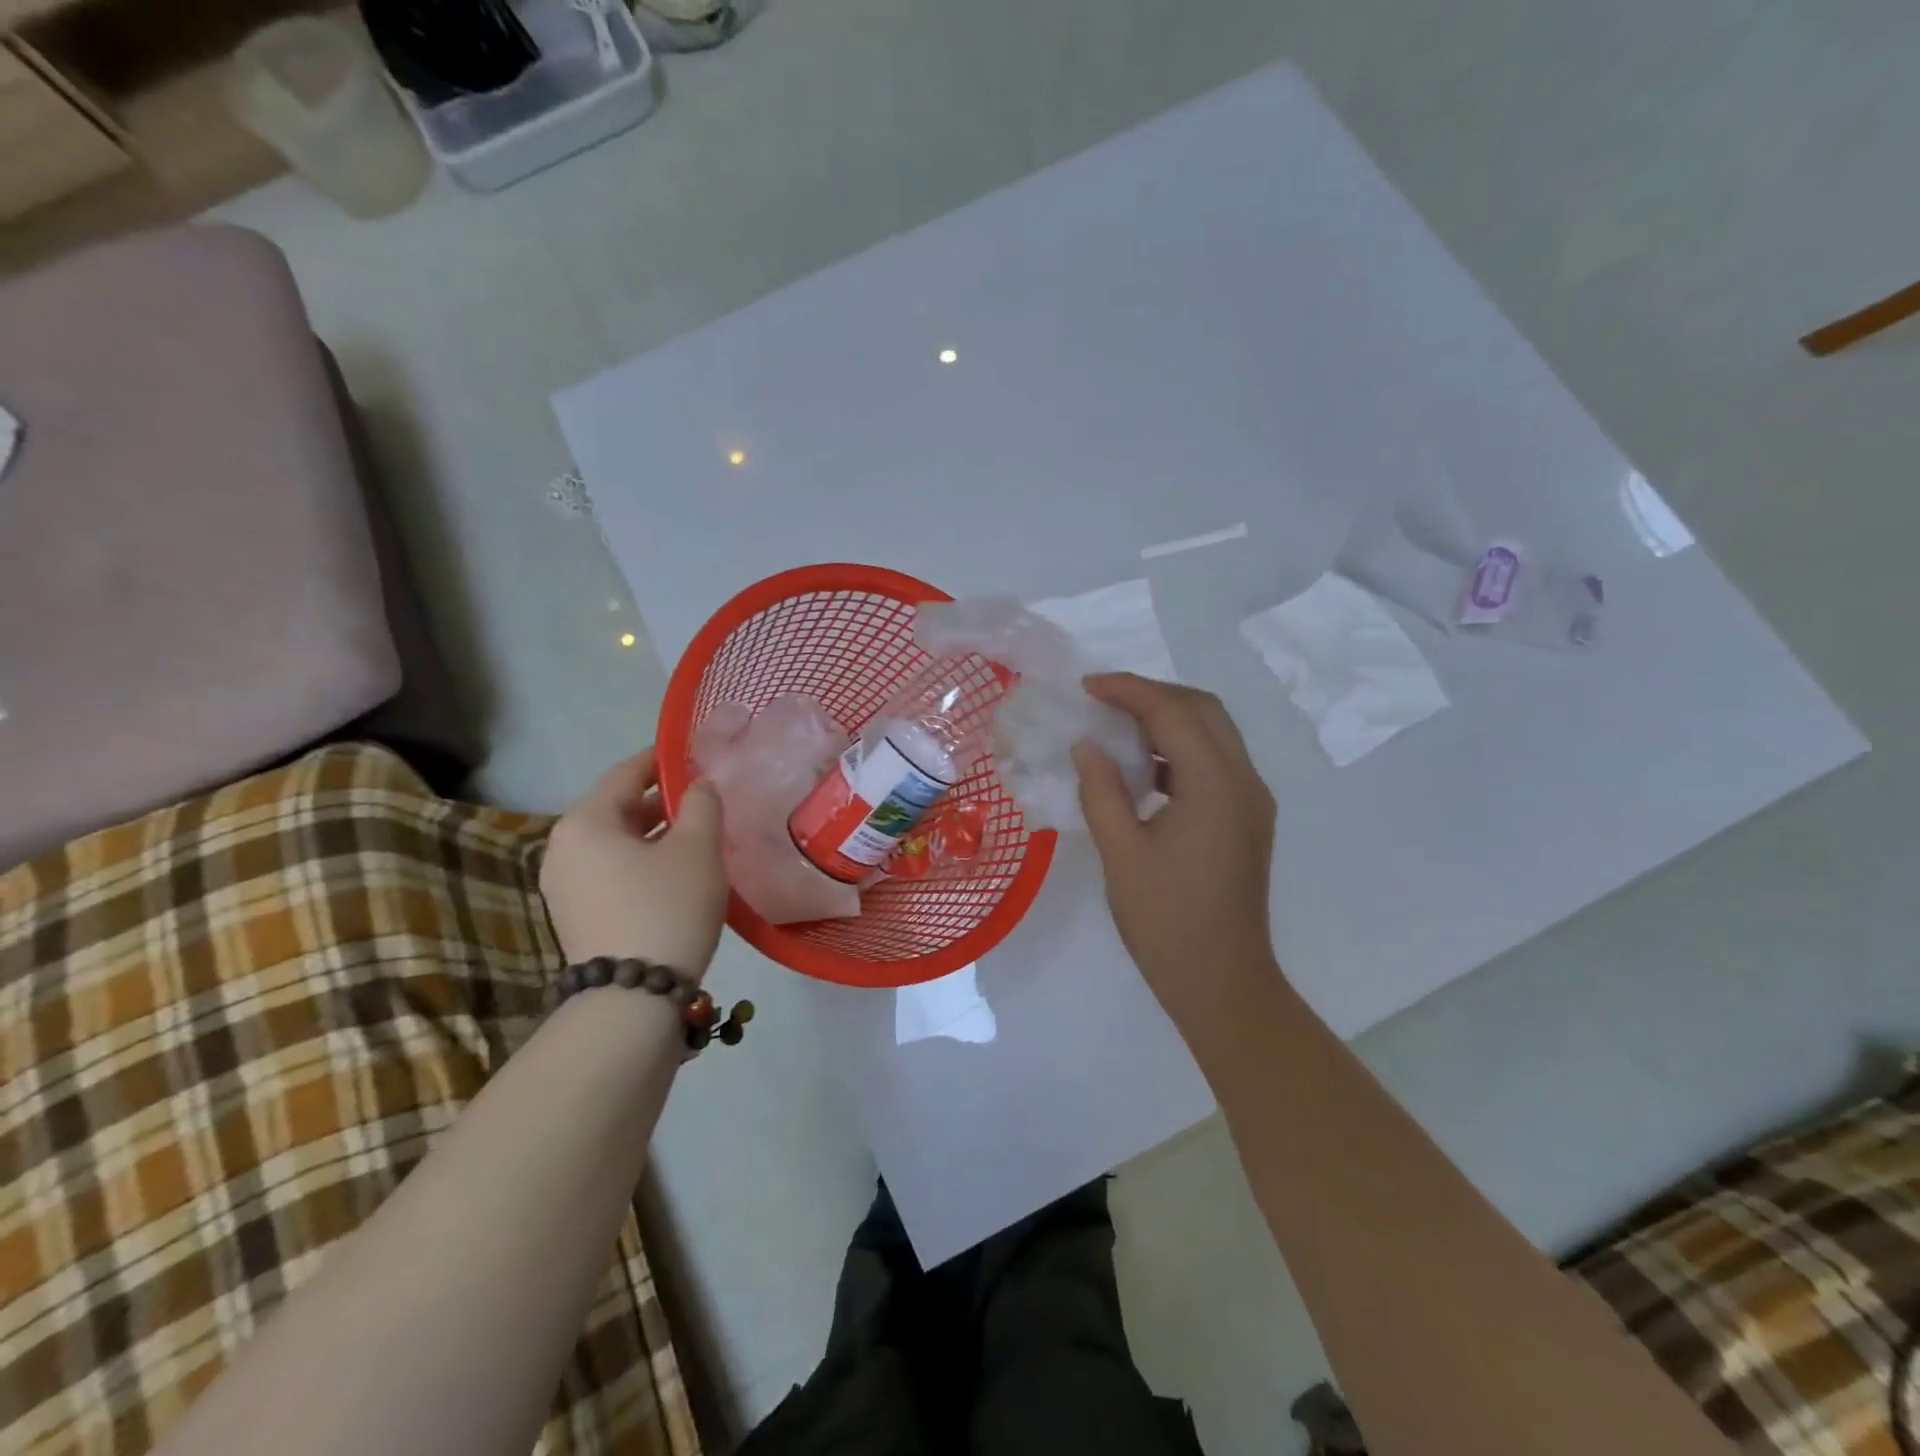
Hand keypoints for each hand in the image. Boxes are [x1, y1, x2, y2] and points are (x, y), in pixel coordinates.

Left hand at [540, 749, 727, 978]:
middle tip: (704, 799)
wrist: (633, 998)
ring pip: (616, 842)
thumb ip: (701, 804)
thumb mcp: (697, 848)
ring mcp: (564, 885)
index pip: (626, 773)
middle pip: (618, 808)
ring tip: (697, 834)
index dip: (663, 760)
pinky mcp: (575, 914)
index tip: (695, 754)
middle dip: (662, 800)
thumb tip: (698, 786)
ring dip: (654, 833)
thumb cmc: (667, 907)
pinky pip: (611, 870)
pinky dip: (642, 861)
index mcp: (585, 822)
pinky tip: (676, 871)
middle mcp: (562, 847)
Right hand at [1073, 674, 1278, 1033]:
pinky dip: (1180, 749)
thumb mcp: (1121, 855)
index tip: (1087, 686)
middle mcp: (1244, 783)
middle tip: (1104, 700)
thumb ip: (1101, 792)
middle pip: (1204, 710)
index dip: (1129, 690)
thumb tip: (1086, 746)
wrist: (1222, 982)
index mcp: (1215, 787)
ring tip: (1117, 727)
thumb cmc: (1165, 922)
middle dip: (1153, 694)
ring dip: (1168, 719)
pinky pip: (1216, 762)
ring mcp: (1252, 801)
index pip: (1173, 713)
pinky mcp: (1248, 819)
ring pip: (1214, 733)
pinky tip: (1143, 768)